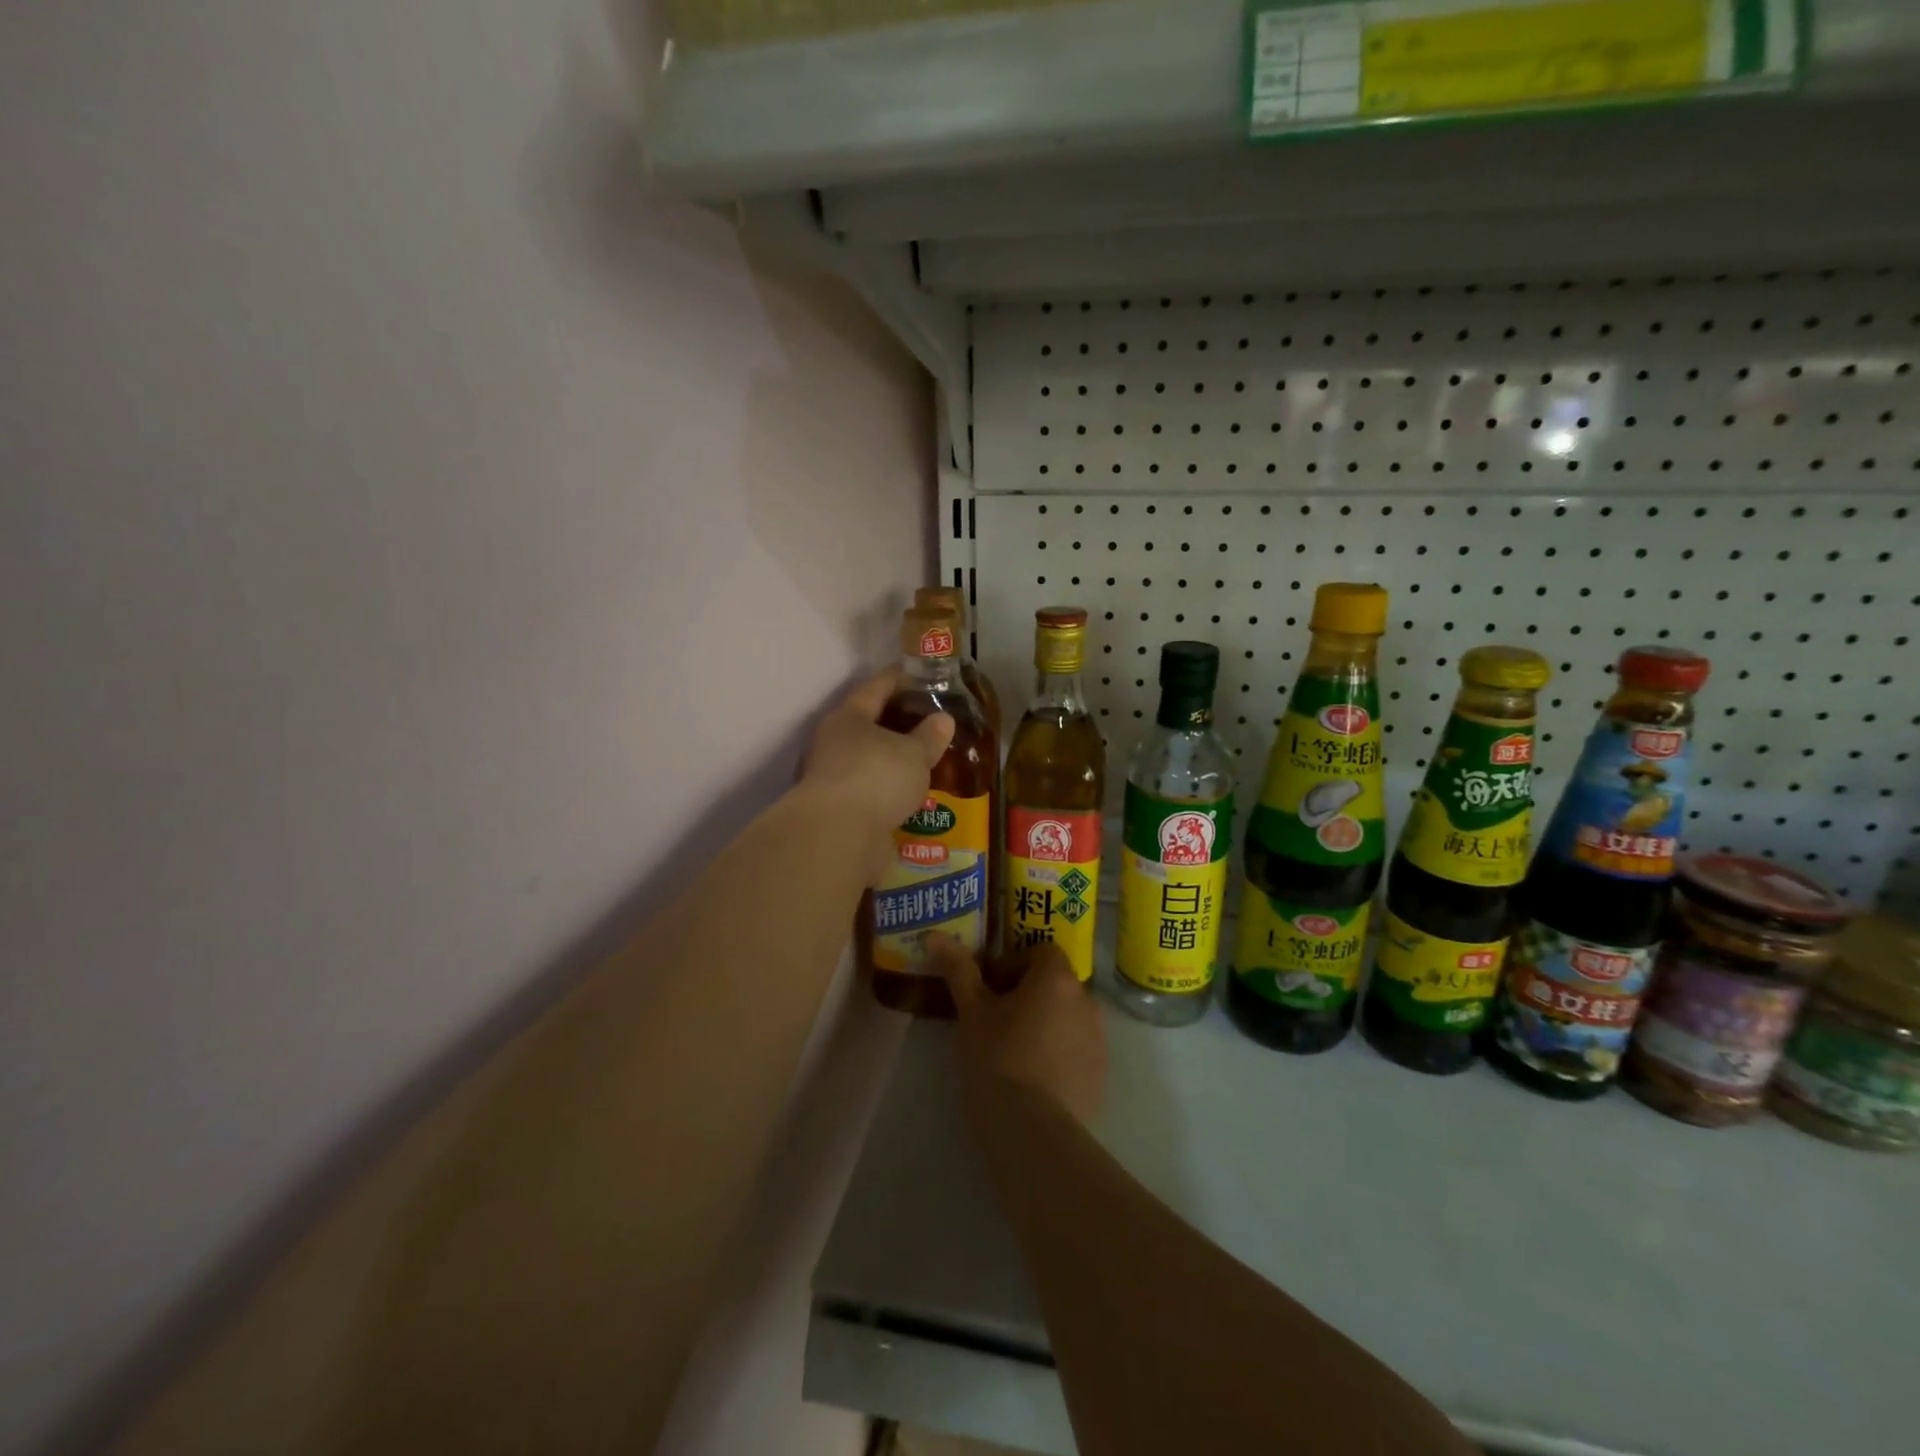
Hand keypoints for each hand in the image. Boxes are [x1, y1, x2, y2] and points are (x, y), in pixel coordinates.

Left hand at [801, 671, 953, 878]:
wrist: (838, 838)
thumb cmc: (876, 778)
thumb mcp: (913, 753)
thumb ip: (929, 736)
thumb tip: (943, 719)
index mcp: (848, 718)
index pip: (876, 688)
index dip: (899, 679)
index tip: (919, 674)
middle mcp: (833, 744)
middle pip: (868, 726)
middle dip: (896, 724)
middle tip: (929, 722)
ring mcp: (832, 780)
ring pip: (868, 762)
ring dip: (892, 762)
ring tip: (924, 762)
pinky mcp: (839, 812)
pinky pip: (870, 793)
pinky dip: (888, 793)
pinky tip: (910, 797)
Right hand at [928, 935, 1107, 1127]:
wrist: (1032, 1131)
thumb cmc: (997, 1058)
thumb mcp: (971, 1012)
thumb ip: (958, 969)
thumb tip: (934, 935)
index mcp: (1057, 979)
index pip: (1041, 952)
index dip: (1014, 963)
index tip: (990, 988)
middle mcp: (1086, 1001)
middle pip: (1055, 985)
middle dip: (1027, 995)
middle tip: (994, 1020)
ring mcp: (1098, 1041)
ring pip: (1067, 1018)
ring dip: (1044, 1024)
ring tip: (1011, 1052)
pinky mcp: (1100, 1076)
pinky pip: (1076, 1051)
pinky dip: (1057, 1055)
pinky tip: (1031, 1081)